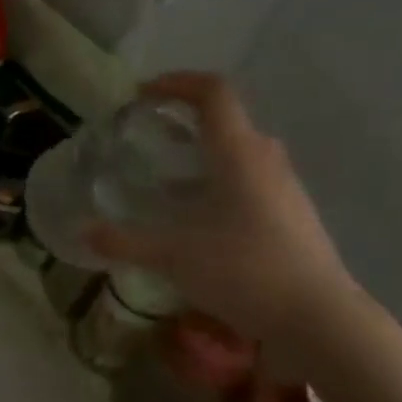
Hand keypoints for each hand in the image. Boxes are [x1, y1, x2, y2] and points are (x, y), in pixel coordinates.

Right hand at [87, 72, 353, 344]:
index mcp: (239, 154)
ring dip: (202, 152)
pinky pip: (250, 179)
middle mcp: (266, 160)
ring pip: (240, 151)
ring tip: (166, 178)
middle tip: (148, 136)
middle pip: (228, 119)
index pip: (213, 94)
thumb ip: (123, 241)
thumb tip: (82, 232)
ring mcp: (284, 188)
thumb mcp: (172, 255)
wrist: (318, 318)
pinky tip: (196, 216)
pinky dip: (218, 179)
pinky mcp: (291, 214)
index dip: (177, 83)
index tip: (142, 94)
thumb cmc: (243, 270)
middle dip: (185, 118)